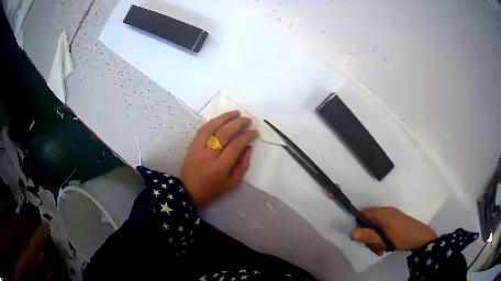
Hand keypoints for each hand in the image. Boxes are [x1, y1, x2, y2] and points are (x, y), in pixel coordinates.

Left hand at [180, 111, 257, 207]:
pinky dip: (213, 122)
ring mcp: (198, 148)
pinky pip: (203, 129)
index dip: (246, 137)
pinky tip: (221, 119)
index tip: (254, 132)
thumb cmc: (213, 189)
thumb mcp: (232, 183)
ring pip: (211, 127)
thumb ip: (243, 165)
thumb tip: (248, 147)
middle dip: (238, 124)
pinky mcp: (192, 145)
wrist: (189, 191)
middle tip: (248, 120)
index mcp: (220, 167)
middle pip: (224, 134)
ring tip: (236, 113)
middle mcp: (208, 155)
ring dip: (225, 118)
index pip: (235, 146)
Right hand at [351, 207, 436, 254]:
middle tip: (373, 248)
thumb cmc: (401, 237)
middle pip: (370, 222)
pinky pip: (384, 228)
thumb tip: (351, 233)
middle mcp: (386, 212)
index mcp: (382, 213)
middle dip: (369, 236)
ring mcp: (392, 216)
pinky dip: (382, 237)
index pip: (363, 213)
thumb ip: (367, 235)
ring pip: (377, 227)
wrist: (420, 237)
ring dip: (375, 239)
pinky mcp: (396, 221)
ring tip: (381, 250)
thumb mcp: (382, 239)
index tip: (362, 237)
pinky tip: (386, 247)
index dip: (359, 225)